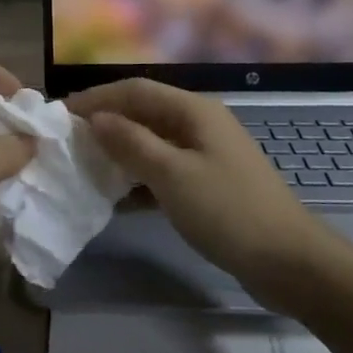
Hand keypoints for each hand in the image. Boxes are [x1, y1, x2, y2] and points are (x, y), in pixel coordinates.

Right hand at [68, 79, 331, 290]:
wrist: (290, 262)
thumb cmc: (228, 211)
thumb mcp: (173, 175)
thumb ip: (131, 143)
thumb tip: (96, 118)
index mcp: (194, 111)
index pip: (135, 90)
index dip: (97, 98)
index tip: (61, 113)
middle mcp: (200, 124)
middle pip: (143, 114)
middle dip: (106, 124)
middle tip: (68, 142)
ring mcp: (206, 156)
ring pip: (152, 144)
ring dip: (119, 153)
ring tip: (84, 168)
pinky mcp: (208, 186)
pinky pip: (163, 172)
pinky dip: (138, 181)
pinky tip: (115, 201)